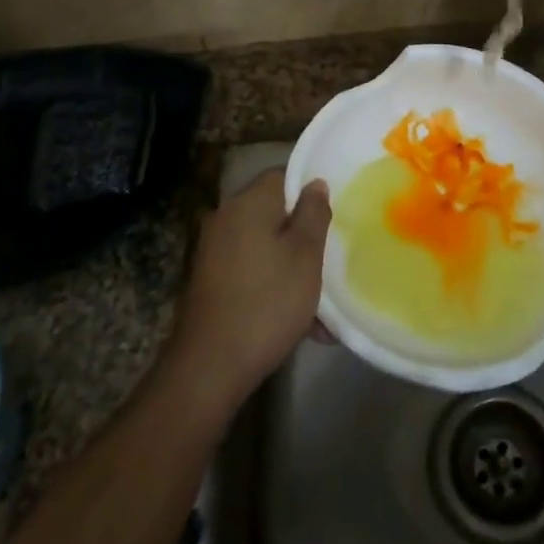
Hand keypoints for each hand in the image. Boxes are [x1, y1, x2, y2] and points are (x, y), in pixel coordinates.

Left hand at [165, 169, 330, 416]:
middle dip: (305, 237)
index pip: (282, 176)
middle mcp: (226, 219)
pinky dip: (275, 288)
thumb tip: (315, 183)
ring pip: (266, 248)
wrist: (210, 367)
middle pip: (275, 213)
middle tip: (331, 260)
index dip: (310, 192)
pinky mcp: (212, 283)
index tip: (333, 216)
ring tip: (323, 306)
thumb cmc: (267, 302)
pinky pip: (253, 272)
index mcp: (248, 203)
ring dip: (294, 269)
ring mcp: (215, 252)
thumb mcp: (305, 255)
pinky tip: (302, 324)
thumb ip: (314, 213)